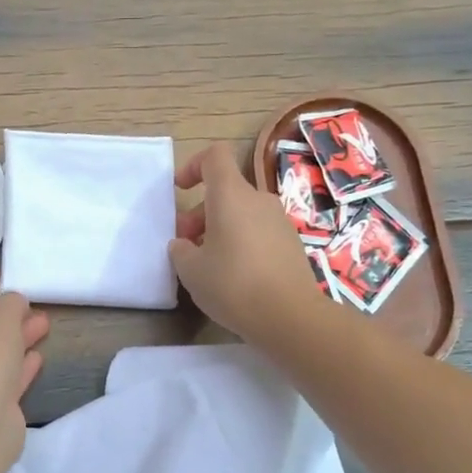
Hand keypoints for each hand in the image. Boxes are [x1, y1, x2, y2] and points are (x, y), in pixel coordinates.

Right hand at [170, 142, 321, 347]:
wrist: (289, 316)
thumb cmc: (232, 284)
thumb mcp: (191, 270)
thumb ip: (181, 250)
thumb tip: (184, 244)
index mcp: (231, 195)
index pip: (215, 156)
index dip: (194, 165)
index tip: (180, 189)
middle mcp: (259, 200)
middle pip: (226, 191)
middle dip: (200, 212)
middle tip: (186, 244)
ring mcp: (279, 221)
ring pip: (242, 213)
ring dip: (221, 229)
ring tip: (207, 264)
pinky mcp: (291, 244)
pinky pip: (259, 232)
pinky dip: (241, 243)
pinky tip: (234, 276)